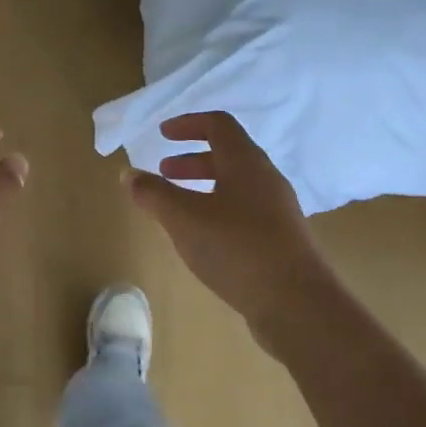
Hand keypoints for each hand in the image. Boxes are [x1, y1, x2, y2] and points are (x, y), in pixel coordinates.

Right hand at [125, 111, 331, 353]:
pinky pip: (244, 210)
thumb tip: (128, 173)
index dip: (188, 124)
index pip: (218, 125)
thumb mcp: (183, 218)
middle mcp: (266, 179)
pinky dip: (217, 209)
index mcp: (245, 163)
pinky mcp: (281, 239)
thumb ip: (153, 193)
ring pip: (236, 185)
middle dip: (192, 159)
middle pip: (228, 154)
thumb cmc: (236, 248)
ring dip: (204, 186)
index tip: (162, 134)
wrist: (297, 302)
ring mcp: (277, 210)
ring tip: (177, 206)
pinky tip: (203, 237)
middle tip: (164, 171)